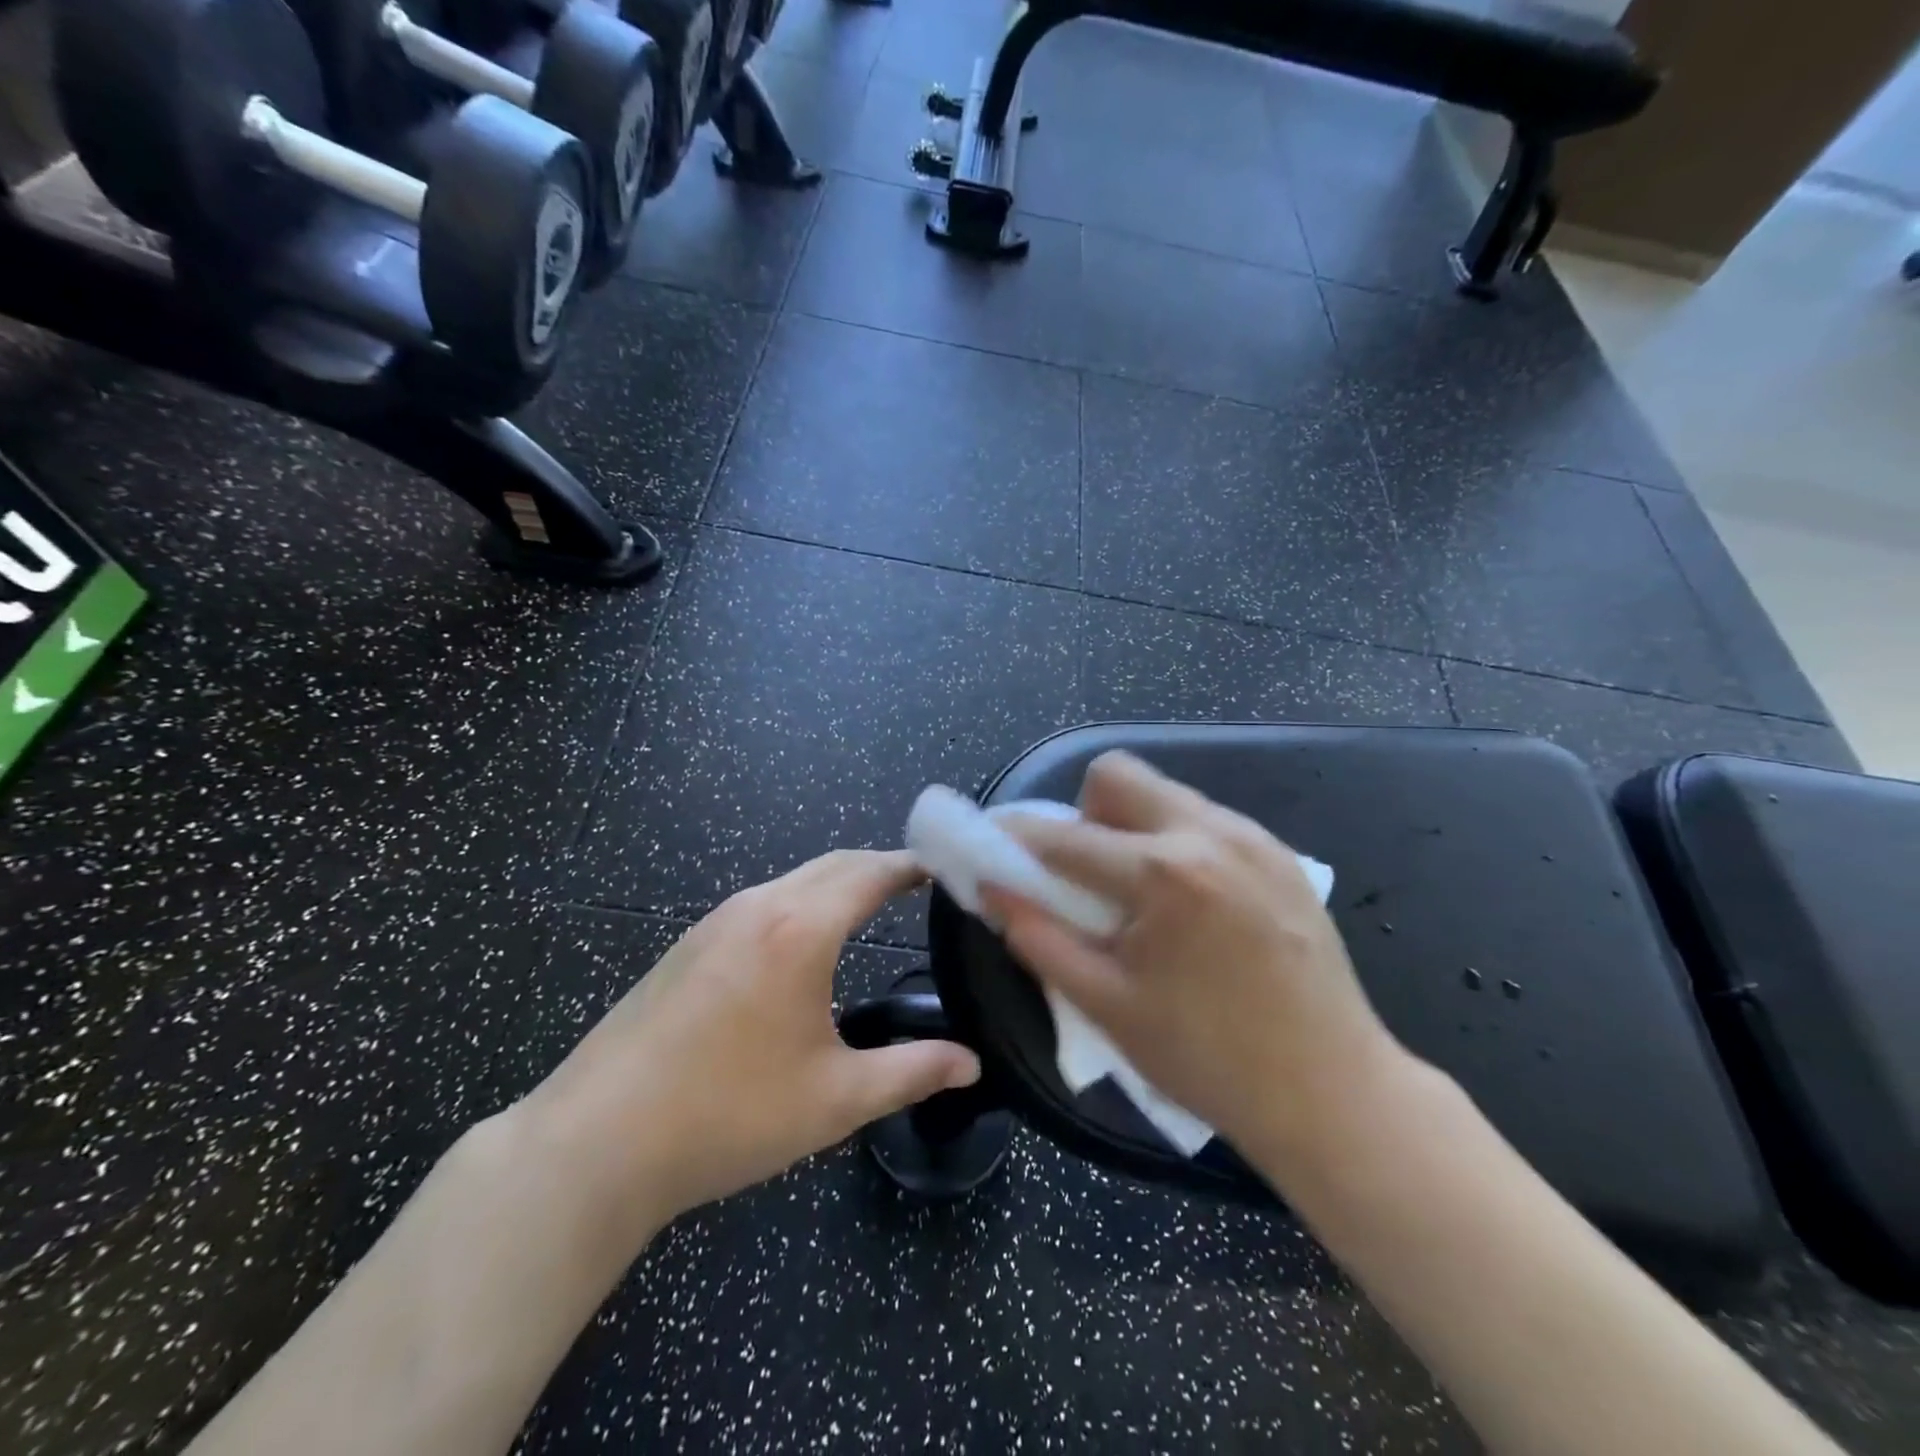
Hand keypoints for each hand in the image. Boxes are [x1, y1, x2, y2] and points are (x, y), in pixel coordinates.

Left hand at [527, 850, 980, 1233]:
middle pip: (833, 864)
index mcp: (801, 929)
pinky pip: (761, 902)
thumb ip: (912, 1071)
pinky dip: (801, 901)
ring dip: (837, 882)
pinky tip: (803, 942)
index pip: (871, 873)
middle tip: (918, 884)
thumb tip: (971, 1064)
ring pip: (794, 880)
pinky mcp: (687, 944)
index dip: (912, 866)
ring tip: (870, 906)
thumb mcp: (835, 1099)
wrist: (596, 1142)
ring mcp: (715, 921)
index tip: (945, 867)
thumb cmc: (729, 1114)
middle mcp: (759, 906)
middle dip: (878, 866)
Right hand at [984, 752, 1410, 1181]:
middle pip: (1117, 774)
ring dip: (1133, 826)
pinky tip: (1192, 904)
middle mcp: (1208, 833)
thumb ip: (1038, 938)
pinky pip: (1206, 819)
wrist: (1333, 1093)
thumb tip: (992, 889)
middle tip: (1090, 875)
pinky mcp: (1281, 853)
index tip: (995, 850)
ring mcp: (1253, 837)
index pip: (1063, 836)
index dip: (1016, 839)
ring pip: (1165, 793)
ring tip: (1144, 895)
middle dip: (1085, 813)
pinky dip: (1178, 842)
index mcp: (1161, 874)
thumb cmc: (1207, 1060)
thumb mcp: (1106, 1005)